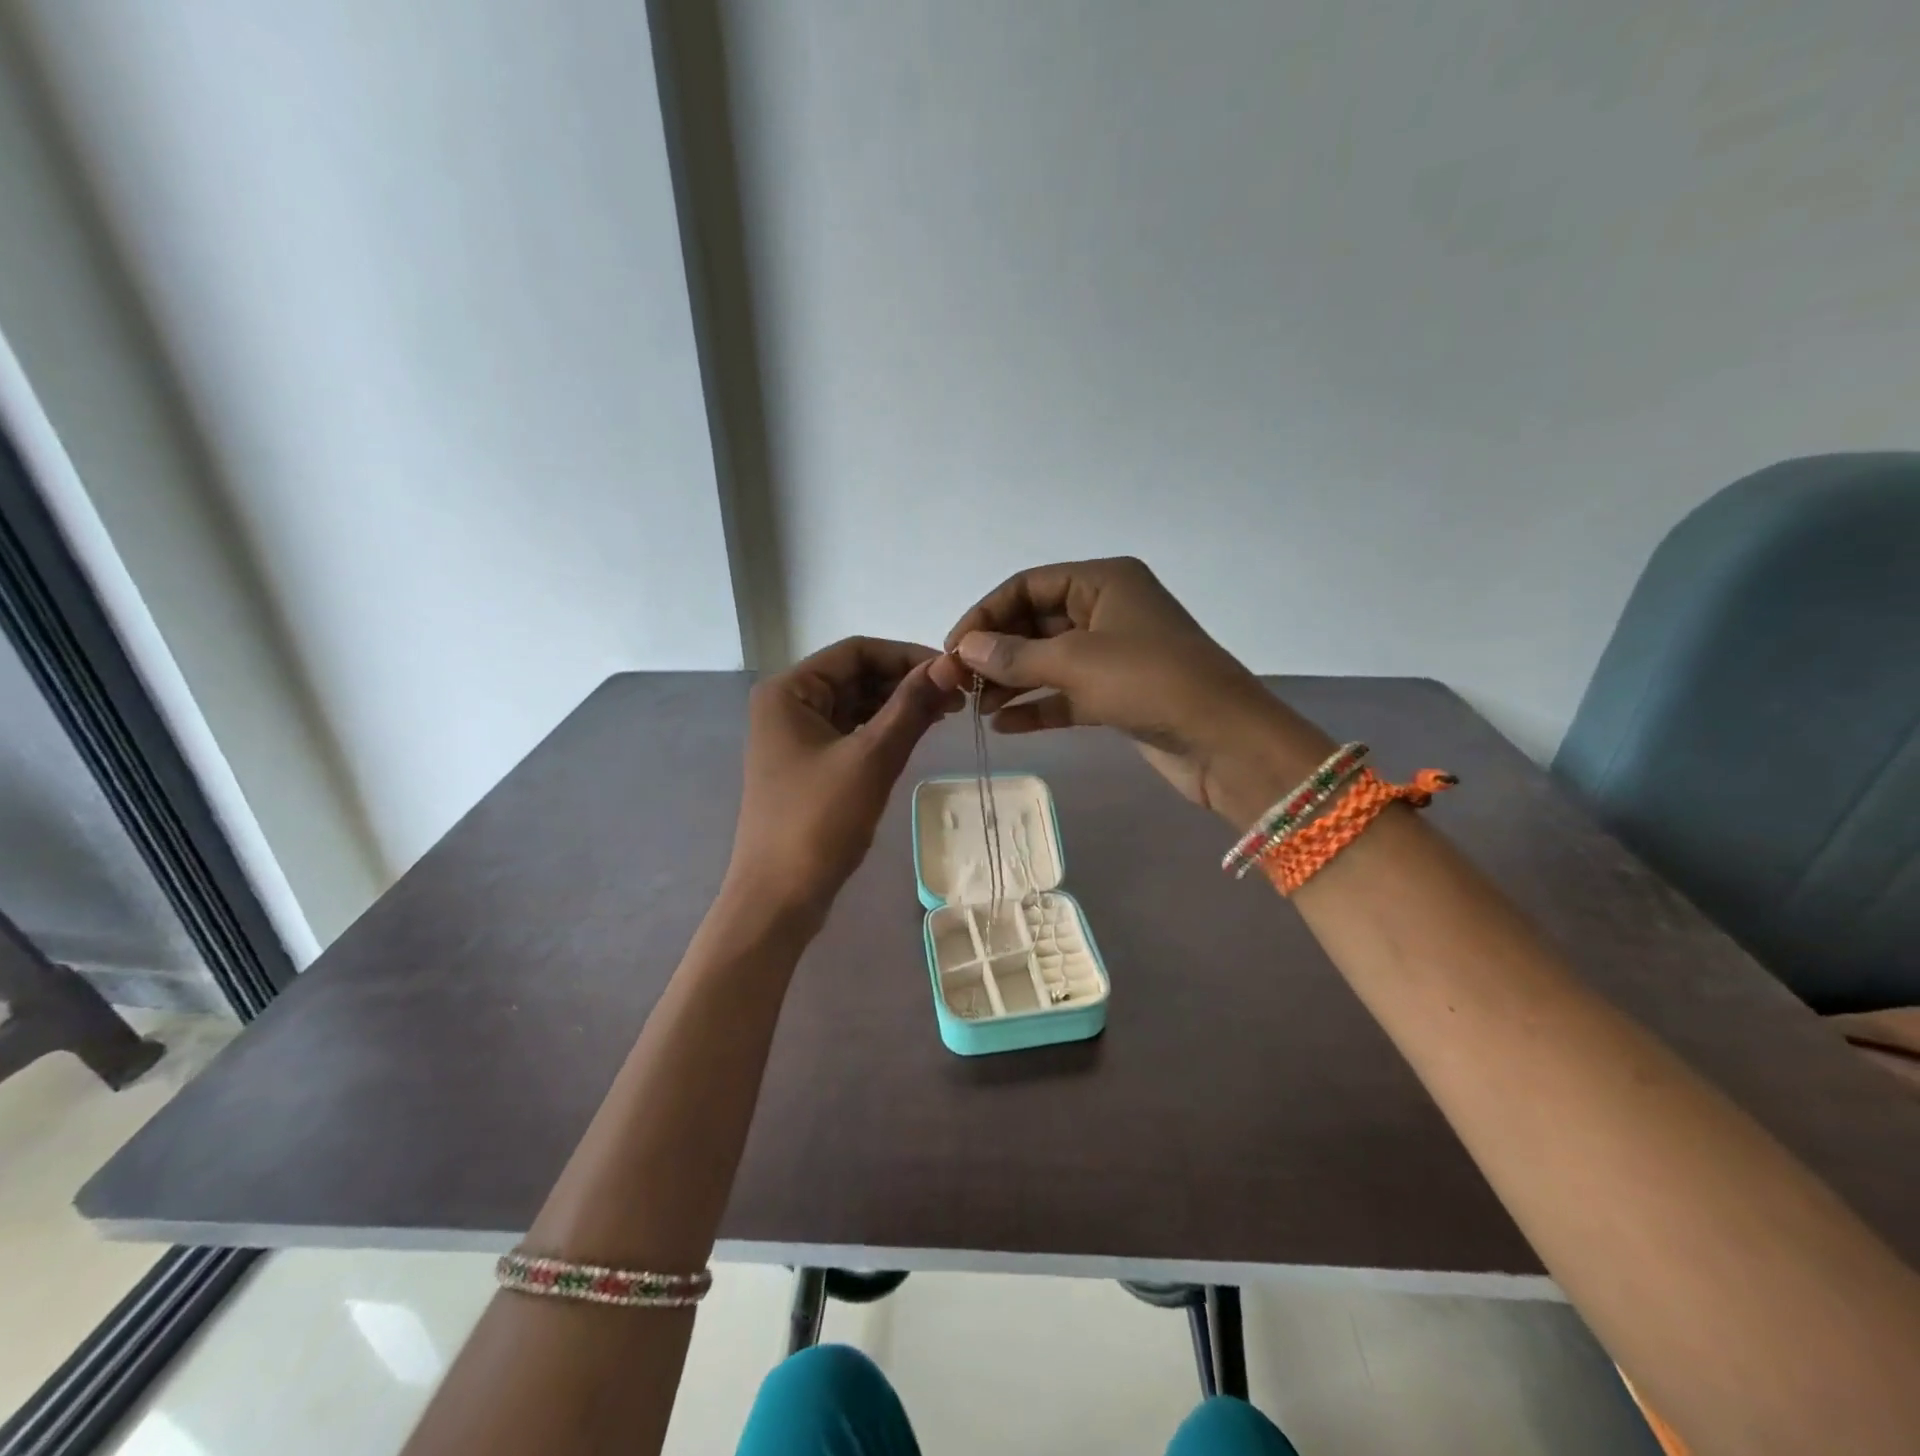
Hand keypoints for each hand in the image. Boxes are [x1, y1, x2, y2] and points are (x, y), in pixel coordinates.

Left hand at [729, 637, 960, 920]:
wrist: (778, 898)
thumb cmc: (819, 823)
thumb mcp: (871, 759)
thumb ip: (911, 706)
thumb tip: (951, 664)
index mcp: (789, 691)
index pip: (856, 651)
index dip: (908, 655)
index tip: (954, 671)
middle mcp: (788, 704)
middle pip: (856, 675)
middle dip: (906, 681)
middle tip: (958, 696)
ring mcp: (797, 736)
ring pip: (857, 704)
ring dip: (899, 705)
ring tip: (946, 714)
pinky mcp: (809, 765)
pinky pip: (852, 732)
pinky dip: (884, 730)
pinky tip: (917, 735)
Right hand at [934, 557, 1333, 828]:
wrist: (1225, 742)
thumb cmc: (1150, 682)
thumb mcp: (1076, 662)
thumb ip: (1014, 654)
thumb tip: (963, 648)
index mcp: (1104, 582)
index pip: (1028, 586)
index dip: (986, 614)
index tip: (952, 649)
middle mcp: (1107, 611)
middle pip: (1035, 623)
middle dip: (995, 652)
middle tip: (956, 683)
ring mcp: (1114, 655)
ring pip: (1048, 661)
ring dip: (1011, 681)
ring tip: (974, 707)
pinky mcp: (1117, 695)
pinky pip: (1065, 694)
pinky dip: (1036, 707)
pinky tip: (1004, 726)